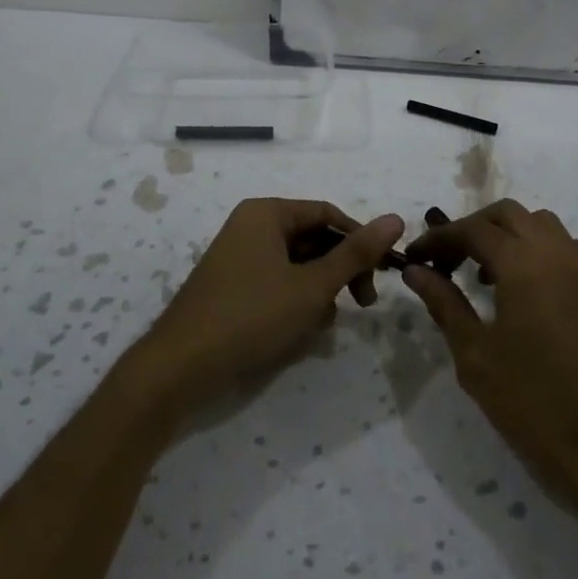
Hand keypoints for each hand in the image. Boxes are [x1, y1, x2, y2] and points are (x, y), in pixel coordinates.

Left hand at [140, 199, 404, 407]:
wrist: (181, 366)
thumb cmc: (252, 316)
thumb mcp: (312, 285)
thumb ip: (356, 253)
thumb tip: (396, 219)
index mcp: (267, 212)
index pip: (328, 214)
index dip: (360, 240)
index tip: (382, 274)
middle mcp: (251, 225)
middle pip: (313, 238)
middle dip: (339, 271)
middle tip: (362, 304)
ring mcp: (238, 256)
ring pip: (297, 264)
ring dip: (318, 290)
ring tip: (321, 323)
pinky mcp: (232, 285)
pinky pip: (276, 281)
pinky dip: (294, 300)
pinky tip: (299, 331)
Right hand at [403, 200, 577, 515]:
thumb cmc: (533, 404)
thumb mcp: (476, 356)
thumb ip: (445, 303)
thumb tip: (415, 270)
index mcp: (524, 263)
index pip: (472, 230)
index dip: (438, 239)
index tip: (412, 257)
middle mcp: (557, 252)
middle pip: (507, 215)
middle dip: (472, 228)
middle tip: (445, 262)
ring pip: (539, 224)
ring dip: (506, 235)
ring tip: (482, 274)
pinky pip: (564, 247)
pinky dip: (536, 249)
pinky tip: (521, 288)